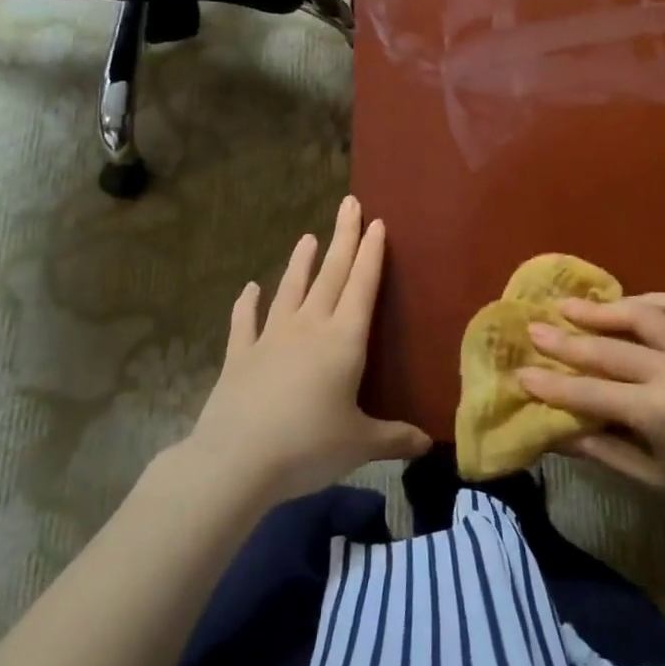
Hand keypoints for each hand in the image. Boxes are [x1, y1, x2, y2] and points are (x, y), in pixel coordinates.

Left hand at [188, 197, 429, 504]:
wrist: (236, 461)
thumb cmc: (308, 447)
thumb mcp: (360, 445)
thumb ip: (395, 438)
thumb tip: (429, 444)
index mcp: (343, 340)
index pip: (362, 286)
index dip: (371, 253)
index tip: (376, 222)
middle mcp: (309, 327)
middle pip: (331, 275)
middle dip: (343, 238)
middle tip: (349, 204)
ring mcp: (271, 338)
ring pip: (290, 289)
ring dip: (301, 262)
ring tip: (308, 237)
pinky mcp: (240, 356)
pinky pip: (244, 322)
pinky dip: (246, 304)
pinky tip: (249, 288)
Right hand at [518, 294, 664, 541]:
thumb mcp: (658, 484)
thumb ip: (606, 452)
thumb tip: (558, 434)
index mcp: (660, 413)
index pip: (590, 393)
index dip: (552, 384)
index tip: (520, 372)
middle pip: (610, 348)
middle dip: (566, 338)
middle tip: (534, 326)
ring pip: (643, 315)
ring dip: (604, 309)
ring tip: (573, 305)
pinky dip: (652, 301)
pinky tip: (631, 304)